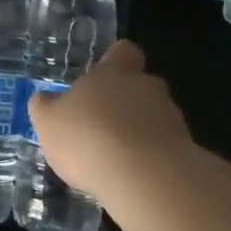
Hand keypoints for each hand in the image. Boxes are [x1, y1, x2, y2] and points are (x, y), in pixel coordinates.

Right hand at [29, 40, 194, 194]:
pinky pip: (165, 146)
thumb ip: (45, 107)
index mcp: (112, 73)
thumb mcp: (48, 122)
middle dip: (127, 99)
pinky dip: (151, 156)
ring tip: (118, 155)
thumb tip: (44, 99)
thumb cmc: (88, 138)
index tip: (102, 75)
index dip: (114, 60)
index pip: (123, 51)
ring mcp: (170, 118)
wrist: (145, 178)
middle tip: (104, 120)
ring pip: (155, 115)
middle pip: (141, 84)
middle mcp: (145, 87)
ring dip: (140, 129)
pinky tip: (133, 175)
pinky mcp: (185, 150)